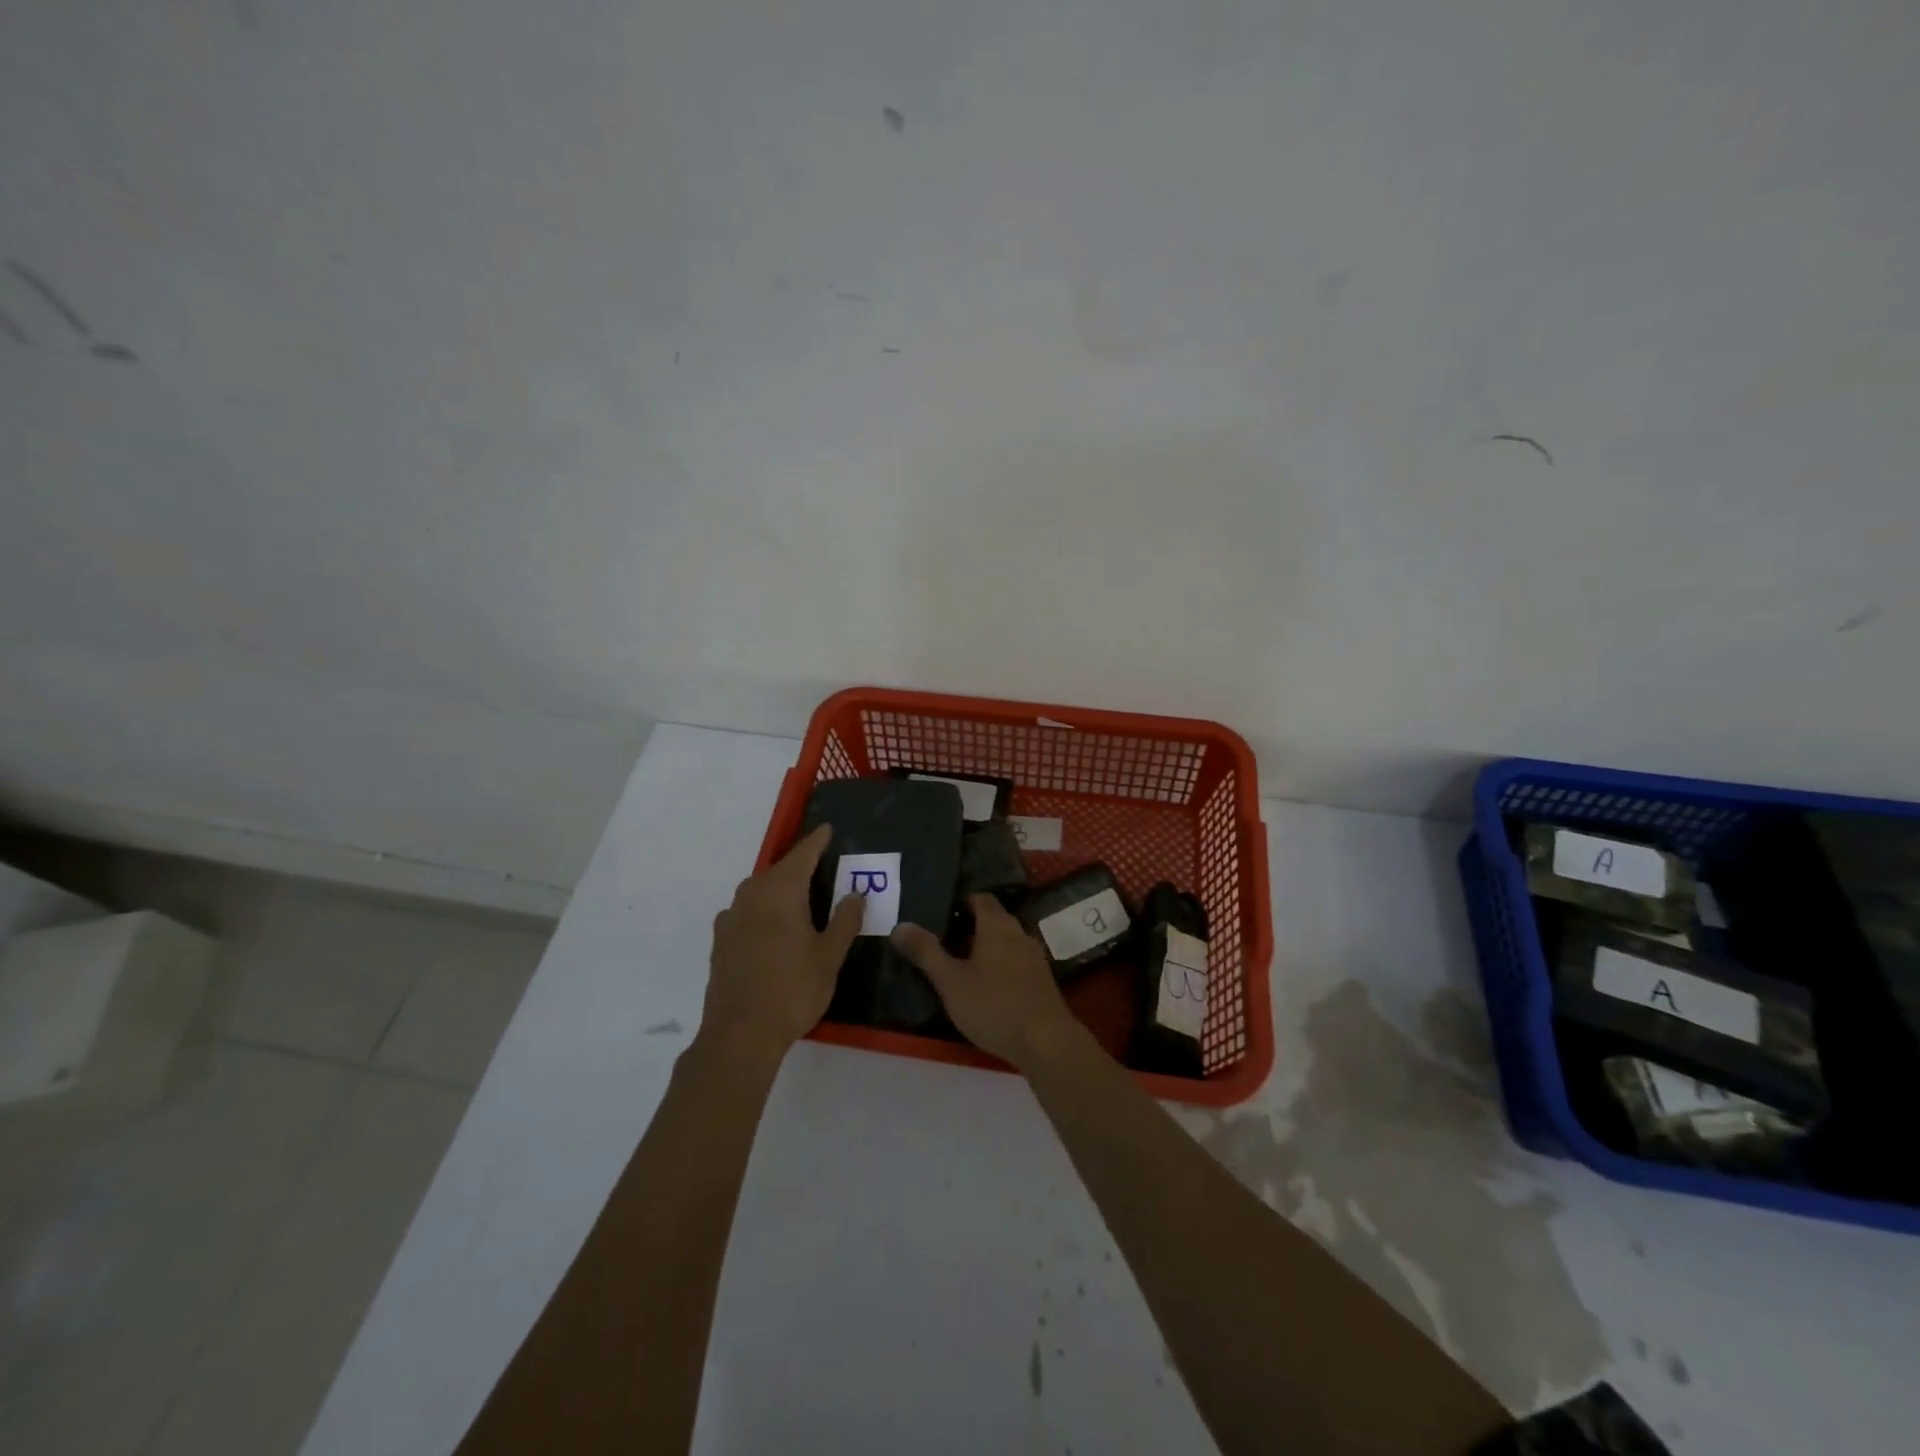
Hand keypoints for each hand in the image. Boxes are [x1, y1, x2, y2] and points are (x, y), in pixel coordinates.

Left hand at [703, 824, 863, 1061]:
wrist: (740, 1034)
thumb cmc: (793, 989)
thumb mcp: (829, 956)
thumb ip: (844, 921)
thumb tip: (856, 894)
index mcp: (781, 892)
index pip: (802, 855)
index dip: (816, 841)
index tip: (827, 829)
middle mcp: (752, 896)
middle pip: (777, 870)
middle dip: (797, 864)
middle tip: (819, 865)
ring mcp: (731, 919)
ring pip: (757, 890)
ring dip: (777, 886)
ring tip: (797, 896)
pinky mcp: (720, 942)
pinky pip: (744, 911)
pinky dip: (761, 908)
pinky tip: (769, 926)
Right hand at [891, 894, 1081, 1070]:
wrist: (1046, 1042)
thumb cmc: (994, 1005)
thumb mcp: (951, 981)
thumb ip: (925, 952)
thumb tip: (900, 925)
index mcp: (997, 926)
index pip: (981, 898)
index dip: (960, 902)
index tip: (939, 915)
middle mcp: (1019, 933)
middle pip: (993, 919)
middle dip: (969, 927)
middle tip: (942, 942)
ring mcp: (1034, 957)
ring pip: (1005, 942)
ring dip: (984, 949)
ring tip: (959, 966)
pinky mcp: (1041, 981)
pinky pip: (1015, 962)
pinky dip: (998, 966)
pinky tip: (985, 988)